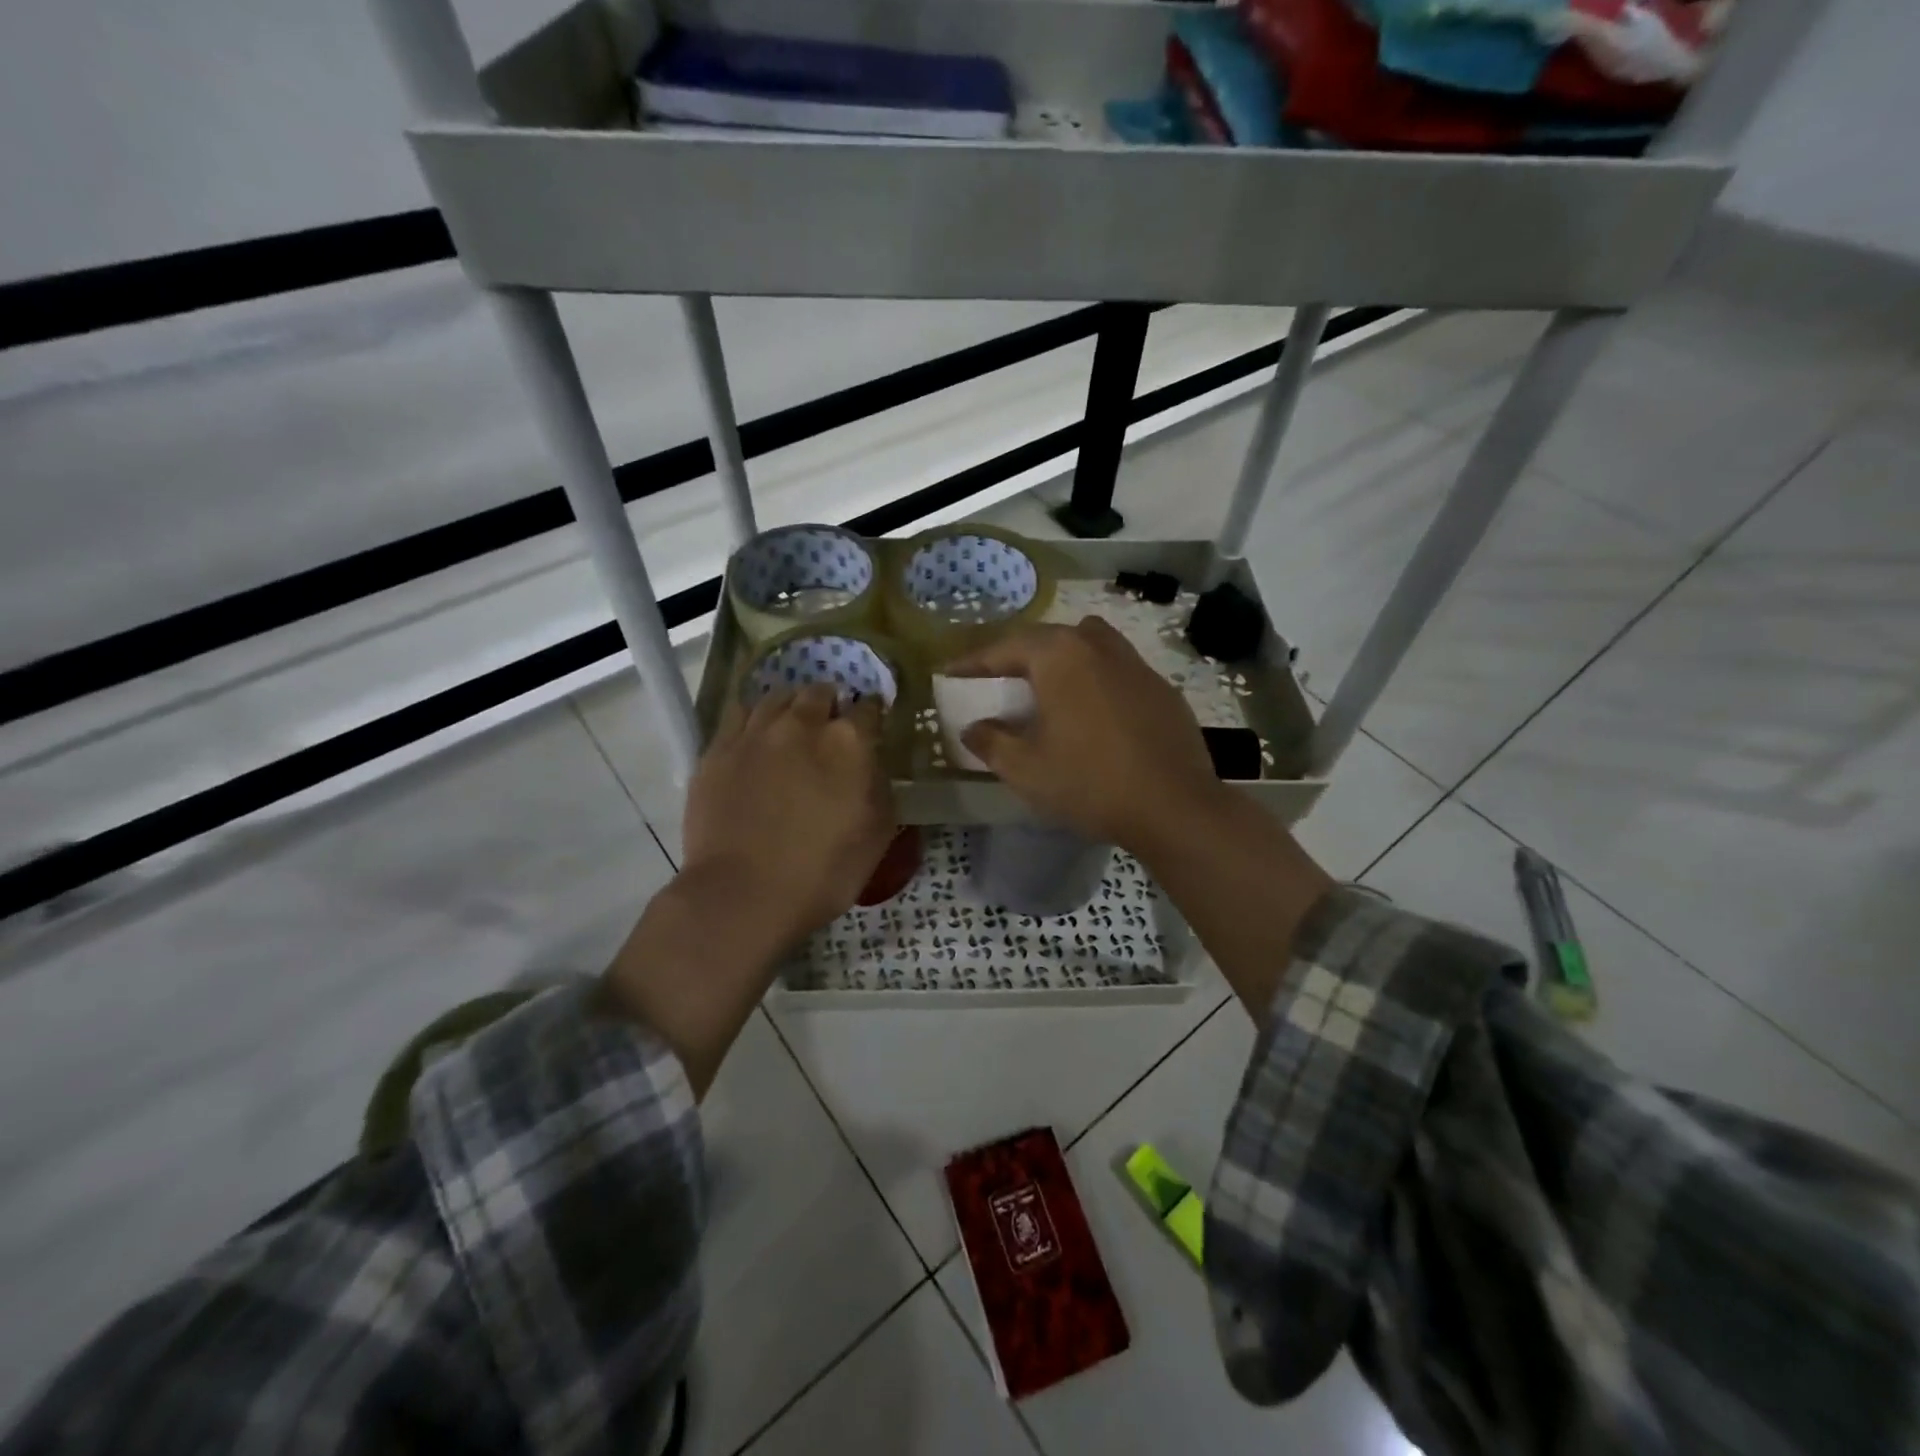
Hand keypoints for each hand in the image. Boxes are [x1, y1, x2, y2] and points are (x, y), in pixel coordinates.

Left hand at [603, 685, 895, 1096]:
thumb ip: (880, 786)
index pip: (868, 707)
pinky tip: (755, 738)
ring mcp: (754, 733)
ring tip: (790, 726)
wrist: (743, 895)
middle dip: (829, 704)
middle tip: (829, 728)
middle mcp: (801, 724)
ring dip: (791, 706)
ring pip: (776, 696)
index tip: (871, 727)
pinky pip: (738, 714)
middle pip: (819, 692)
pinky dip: (753, 718)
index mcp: (848, 742)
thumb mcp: (877, 834)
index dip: (872, 715)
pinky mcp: (717, 749)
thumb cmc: (822, 872)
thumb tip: (871, 763)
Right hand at [950, 618, 1226, 854]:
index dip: (973, 662)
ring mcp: (1135, 664)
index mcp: (1060, 656)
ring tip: (1046, 687)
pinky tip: (1092, 713)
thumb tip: (973, 729)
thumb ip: (991, 742)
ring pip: (1088, 646)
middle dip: (1017, 656)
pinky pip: (1116, 670)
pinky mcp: (1162, 688)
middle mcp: (1098, 646)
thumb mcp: (1026, 769)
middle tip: (996, 679)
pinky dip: (1095, 680)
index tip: (950, 674)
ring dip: (1061, 659)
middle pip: (1048, 639)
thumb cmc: (1090, 782)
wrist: (1174, 806)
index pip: (1004, 647)